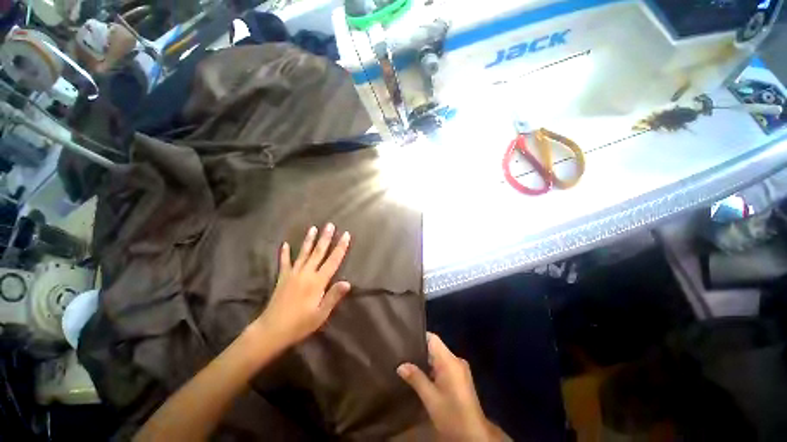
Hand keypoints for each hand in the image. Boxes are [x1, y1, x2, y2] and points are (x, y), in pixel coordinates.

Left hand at [254, 223, 350, 347]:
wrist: (271, 330)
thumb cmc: (300, 324)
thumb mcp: (321, 314)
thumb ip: (333, 296)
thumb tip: (347, 282)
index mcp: (317, 282)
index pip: (333, 261)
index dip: (341, 247)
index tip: (346, 235)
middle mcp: (306, 273)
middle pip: (318, 252)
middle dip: (325, 238)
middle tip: (330, 225)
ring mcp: (293, 274)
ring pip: (303, 253)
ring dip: (309, 240)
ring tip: (313, 228)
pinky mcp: (282, 278)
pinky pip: (284, 262)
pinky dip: (284, 253)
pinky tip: (285, 244)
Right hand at [397, 333, 504, 441]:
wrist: (474, 435)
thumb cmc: (452, 414)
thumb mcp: (430, 398)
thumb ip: (416, 378)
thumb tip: (400, 366)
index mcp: (449, 361)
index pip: (433, 339)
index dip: (420, 337)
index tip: (406, 339)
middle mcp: (456, 360)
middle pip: (436, 348)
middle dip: (420, 350)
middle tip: (404, 354)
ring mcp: (460, 368)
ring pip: (440, 357)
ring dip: (427, 361)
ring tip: (409, 363)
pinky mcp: (461, 377)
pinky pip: (445, 365)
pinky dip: (434, 368)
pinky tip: (423, 375)